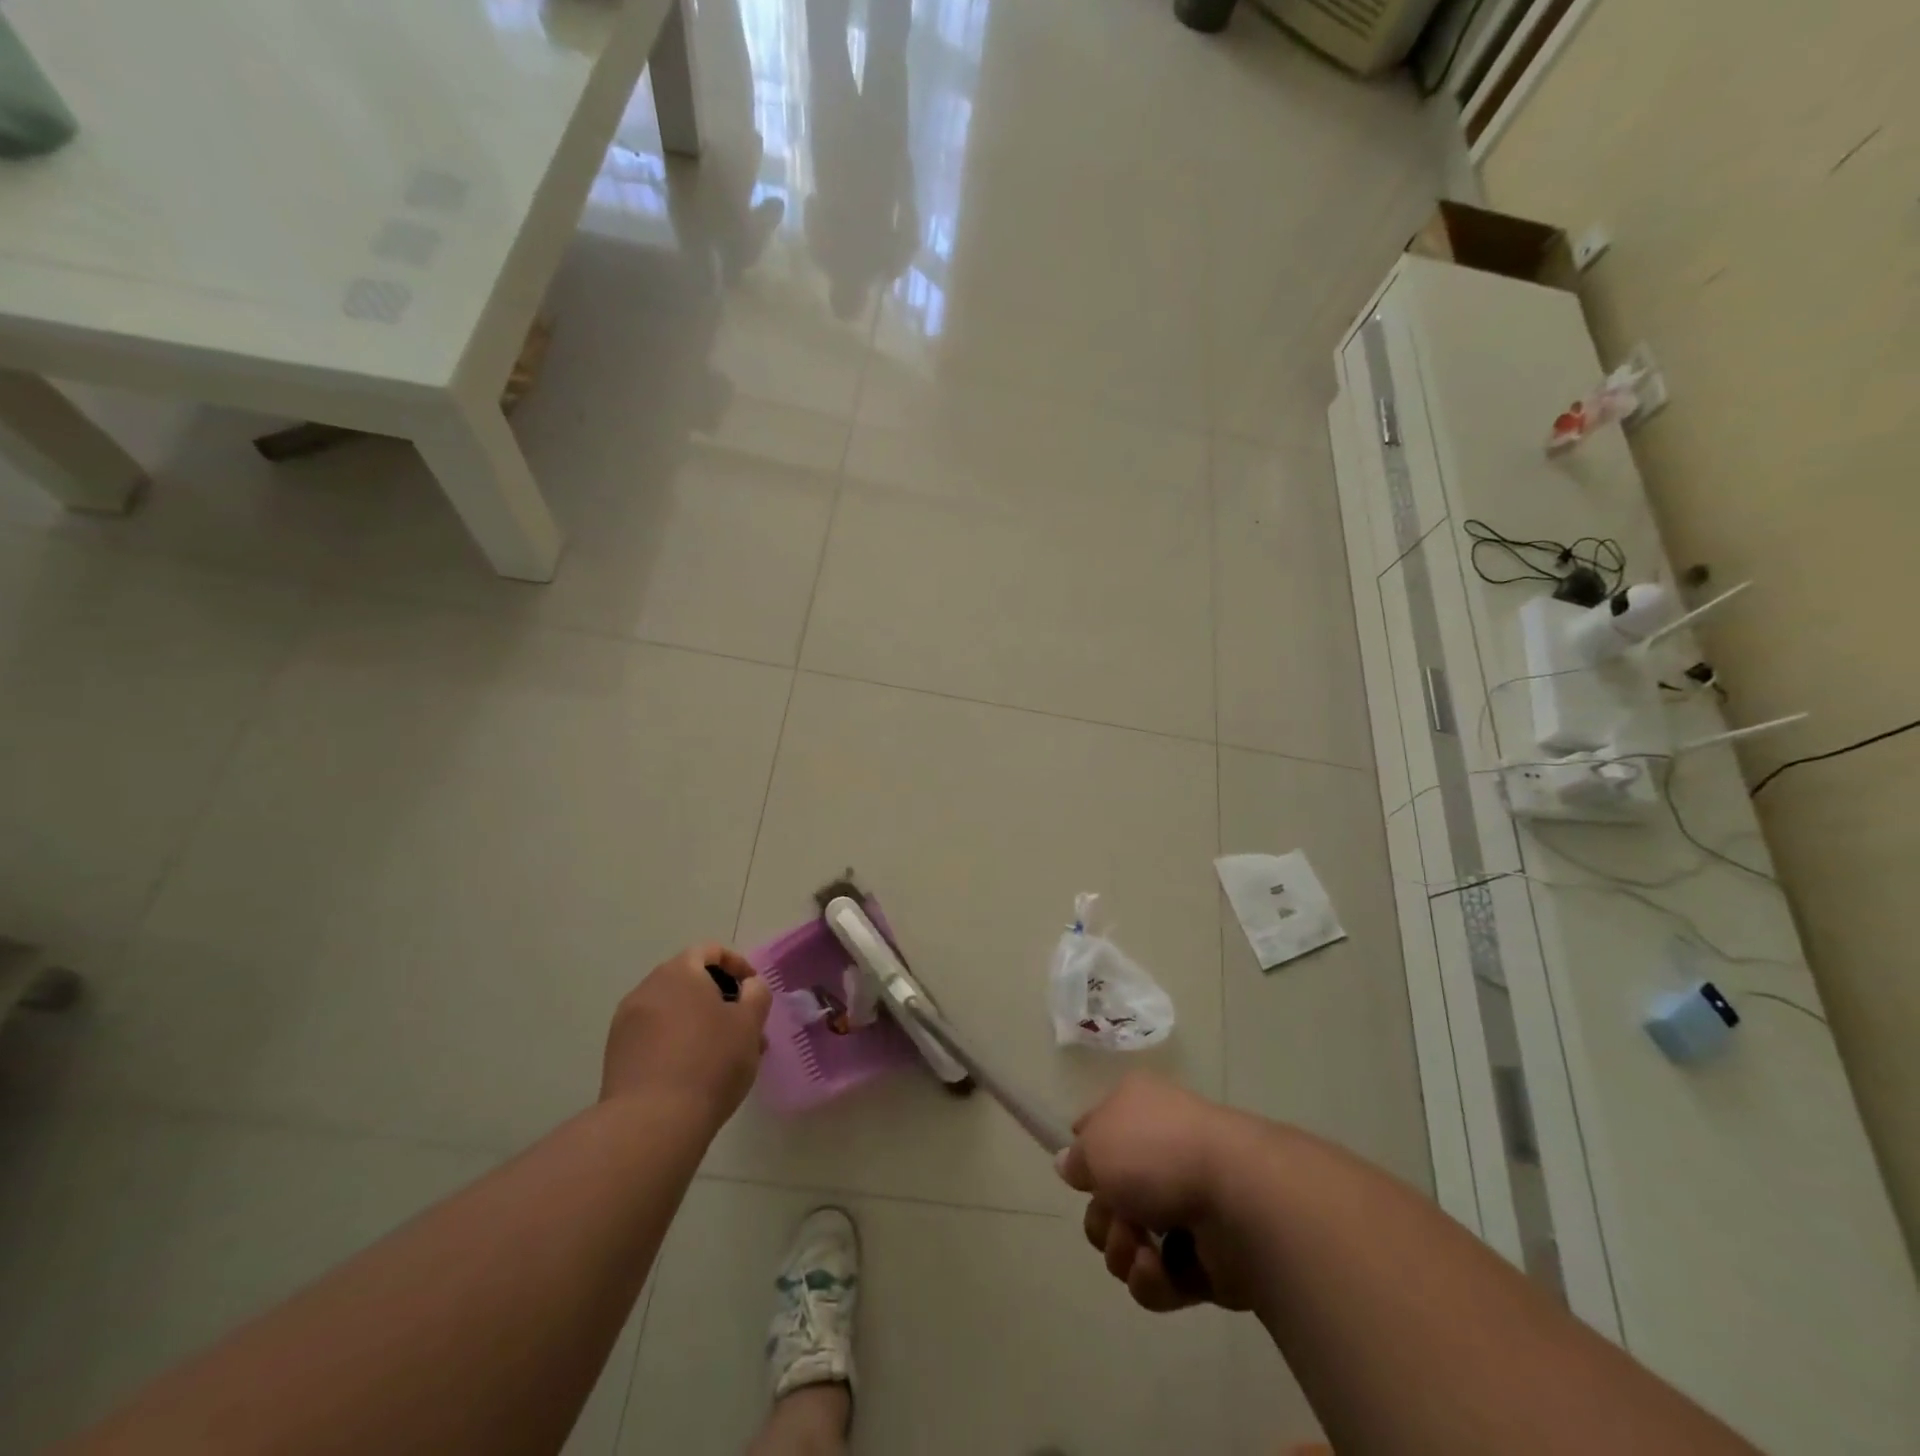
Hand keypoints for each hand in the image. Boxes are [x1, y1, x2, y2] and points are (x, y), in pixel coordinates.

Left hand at [601, 944, 770, 1128]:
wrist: (651, 1123)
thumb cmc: (710, 1062)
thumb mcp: (749, 1024)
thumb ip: (756, 995)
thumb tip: (749, 987)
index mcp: (679, 972)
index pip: (709, 951)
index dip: (737, 964)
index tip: (753, 990)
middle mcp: (647, 989)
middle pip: (688, 981)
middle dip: (719, 999)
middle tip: (743, 1026)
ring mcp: (626, 1024)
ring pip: (672, 1012)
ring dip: (699, 1023)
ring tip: (724, 1055)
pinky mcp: (616, 1056)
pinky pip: (654, 1037)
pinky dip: (677, 1043)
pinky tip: (695, 1073)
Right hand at [1058, 1073, 1261, 1313]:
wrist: (1239, 1198)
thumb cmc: (1158, 1152)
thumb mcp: (1097, 1143)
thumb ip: (1077, 1157)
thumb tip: (1068, 1163)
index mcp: (1139, 1110)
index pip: (1099, 1131)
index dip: (1085, 1155)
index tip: (1080, 1176)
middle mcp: (1161, 1153)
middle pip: (1108, 1198)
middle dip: (1102, 1218)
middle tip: (1116, 1216)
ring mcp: (1185, 1207)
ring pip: (1129, 1242)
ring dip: (1124, 1251)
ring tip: (1143, 1248)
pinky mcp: (1205, 1259)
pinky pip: (1159, 1279)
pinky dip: (1154, 1279)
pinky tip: (1163, 1268)